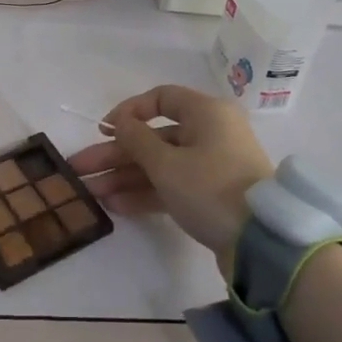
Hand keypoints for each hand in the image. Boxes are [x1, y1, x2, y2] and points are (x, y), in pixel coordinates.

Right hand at [69, 84, 274, 255]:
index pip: (161, 99)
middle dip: (115, 154)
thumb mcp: (167, 164)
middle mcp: (210, 133)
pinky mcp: (211, 196)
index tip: (104, 129)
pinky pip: (172, 186)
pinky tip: (115, 206)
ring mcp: (211, 166)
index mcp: (206, 113)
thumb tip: (120, 123)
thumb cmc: (211, 188)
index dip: (129, 111)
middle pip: (154, 137)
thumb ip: (136, 140)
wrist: (262, 242)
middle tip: (79, 169)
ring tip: (89, 194)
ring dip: (125, 177)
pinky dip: (146, 193)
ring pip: (160, 164)